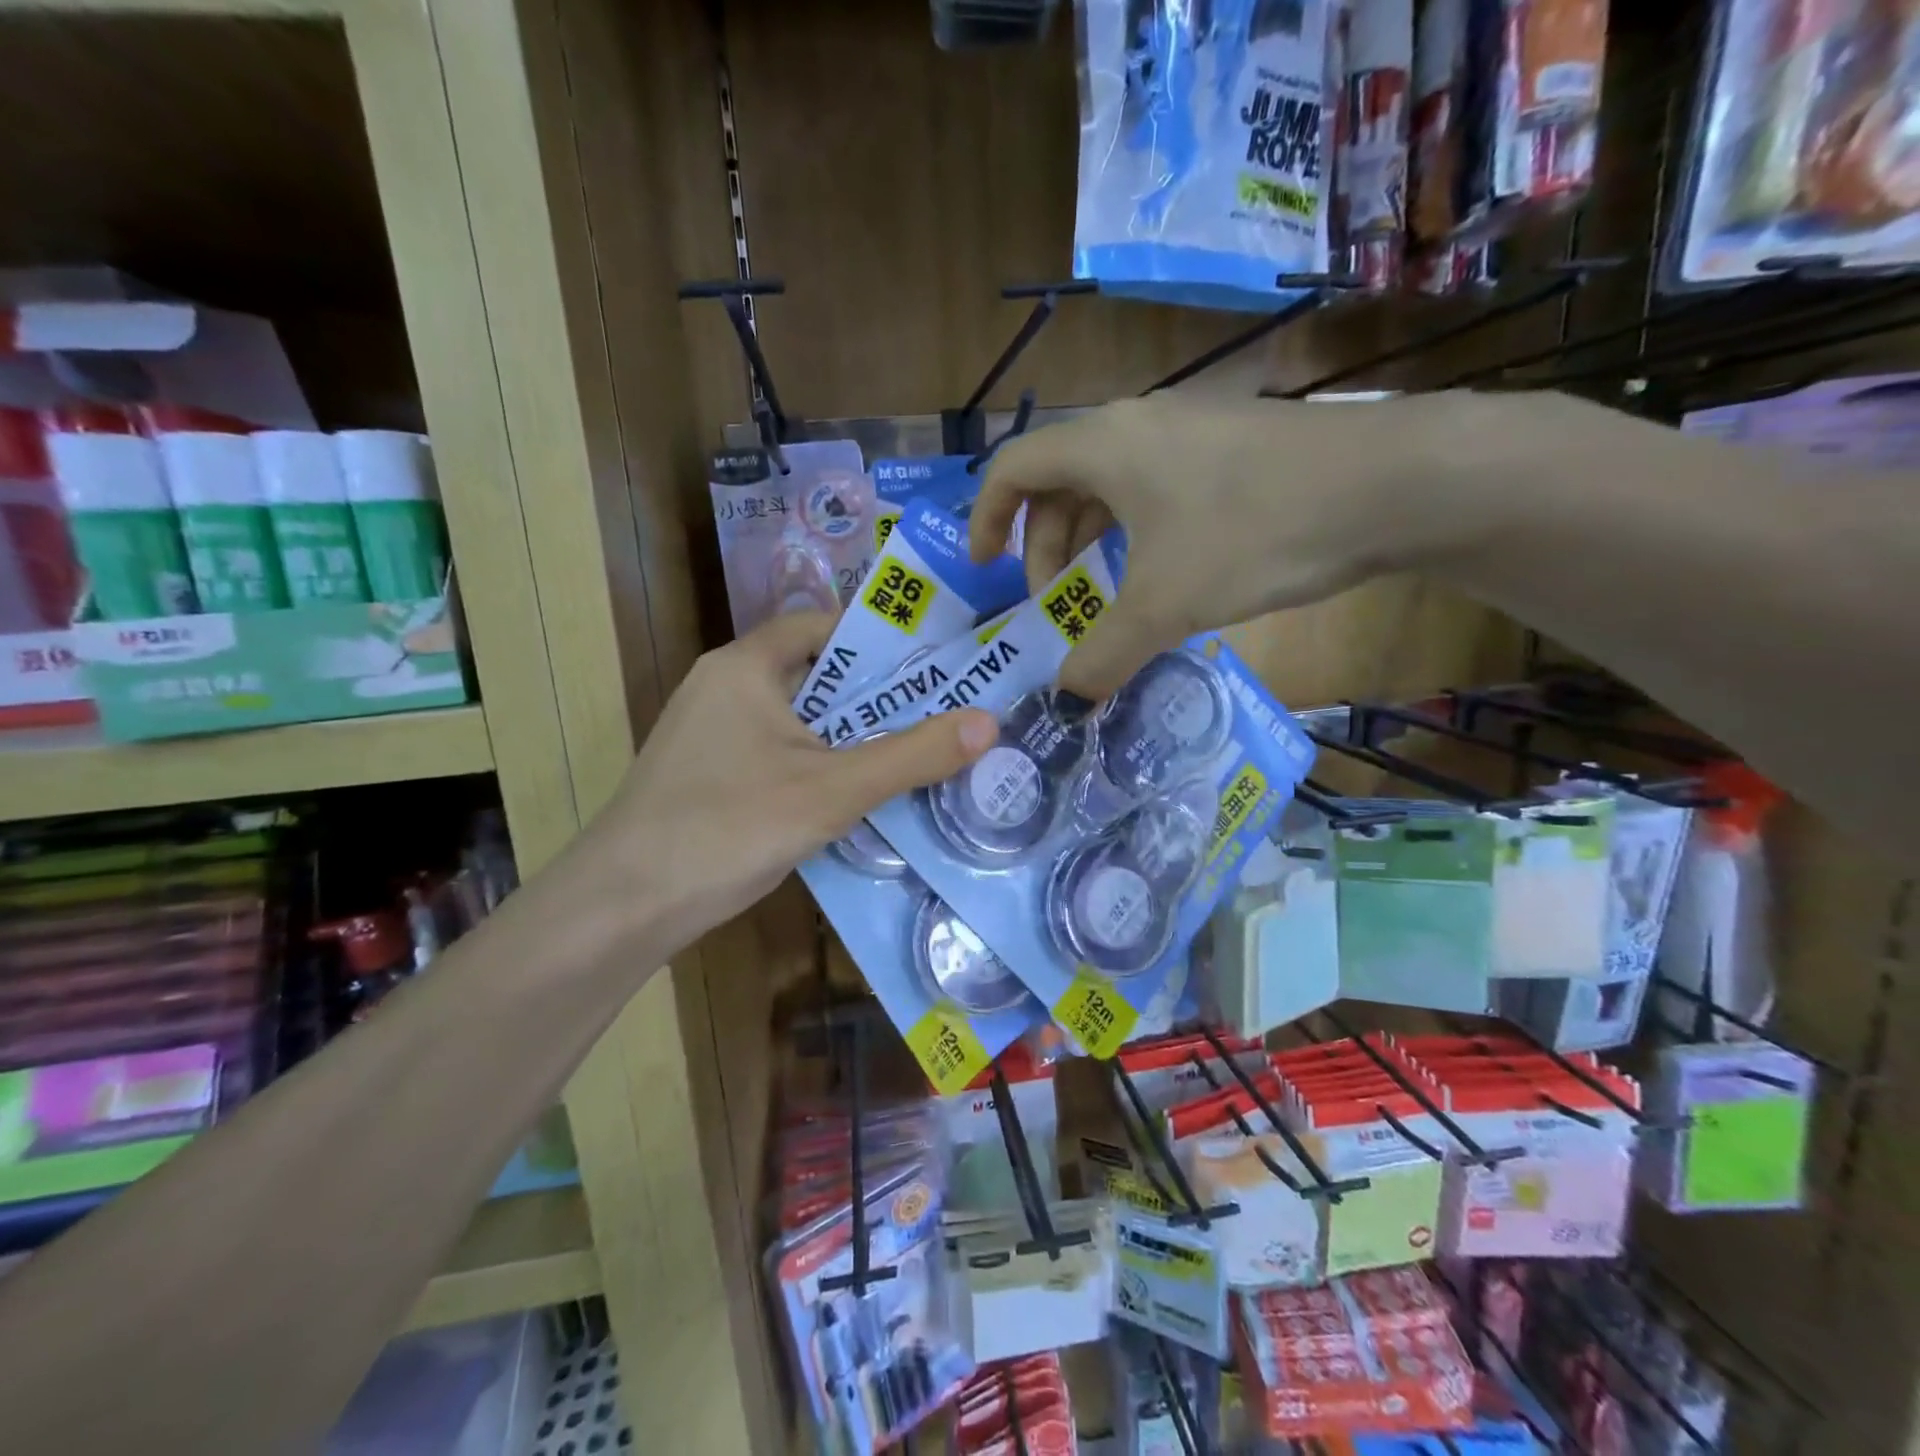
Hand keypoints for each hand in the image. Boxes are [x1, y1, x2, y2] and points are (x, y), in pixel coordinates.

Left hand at [584, 612, 995, 953]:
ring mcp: (711, 733)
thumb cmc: (728, 826)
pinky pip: (778, 752)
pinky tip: (854, 795)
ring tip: (913, 751)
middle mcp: (724, 686)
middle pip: (815, 673)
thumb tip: (989, 723)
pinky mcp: (708, 774)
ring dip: (849, 735)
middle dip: (875, 695)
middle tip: (939, 711)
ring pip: (798, 719)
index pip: (824, 626)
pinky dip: (818, 764)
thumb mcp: (833, 790)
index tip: (933, 662)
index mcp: (746, 665)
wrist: (624, 905)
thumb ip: (912, 756)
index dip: (879, 639)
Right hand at [969, 394, 1467, 698]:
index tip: (985, 570)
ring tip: (1103, 596)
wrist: (1391, 482)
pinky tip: (1160, 573)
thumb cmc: (1254, 532)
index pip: (1011, 467)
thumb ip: (1104, 654)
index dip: (986, 518)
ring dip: (1090, 542)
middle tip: (1056, 603)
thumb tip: (1065, 698)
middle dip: (1044, 546)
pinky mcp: (1228, 447)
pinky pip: (1153, 487)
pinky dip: (1134, 532)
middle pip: (1058, 480)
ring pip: (1109, 486)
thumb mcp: (1166, 605)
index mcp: (1103, 445)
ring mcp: (1187, 430)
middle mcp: (1136, 424)